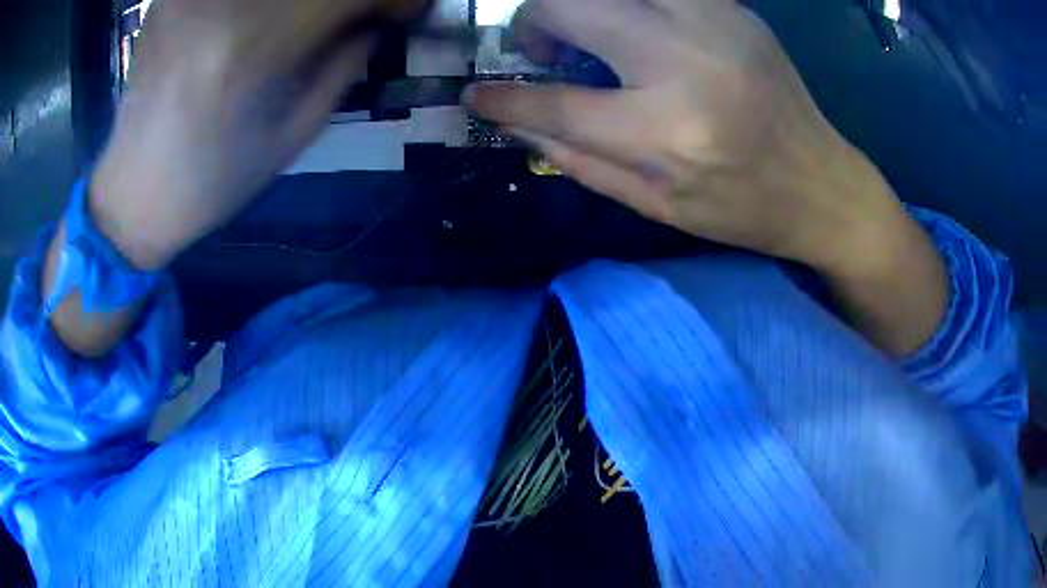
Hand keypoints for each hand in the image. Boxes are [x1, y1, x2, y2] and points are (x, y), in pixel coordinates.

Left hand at [91, 0, 425, 269]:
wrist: (135, 190)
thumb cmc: (215, 177)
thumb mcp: (295, 131)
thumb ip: (347, 59)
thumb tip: (385, 14)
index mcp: (258, 48)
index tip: (412, 7)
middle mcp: (224, 3)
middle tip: (360, 14)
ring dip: (306, 2)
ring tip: (312, 19)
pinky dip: (262, 2)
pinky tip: (264, 15)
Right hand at [466, 0, 907, 273]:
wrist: (822, 184)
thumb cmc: (743, 209)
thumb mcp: (657, 207)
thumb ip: (579, 161)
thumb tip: (517, 123)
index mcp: (667, 133)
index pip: (555, 104)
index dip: (503, 98)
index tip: (474, 95)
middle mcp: (685, 62)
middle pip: (571, 5)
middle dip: (533, 21)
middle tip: (541, 49)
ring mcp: (713, 22)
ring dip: (578, 4)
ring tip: (584, 32)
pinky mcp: (731, 7)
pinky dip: (626, 3)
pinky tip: (632, 26)